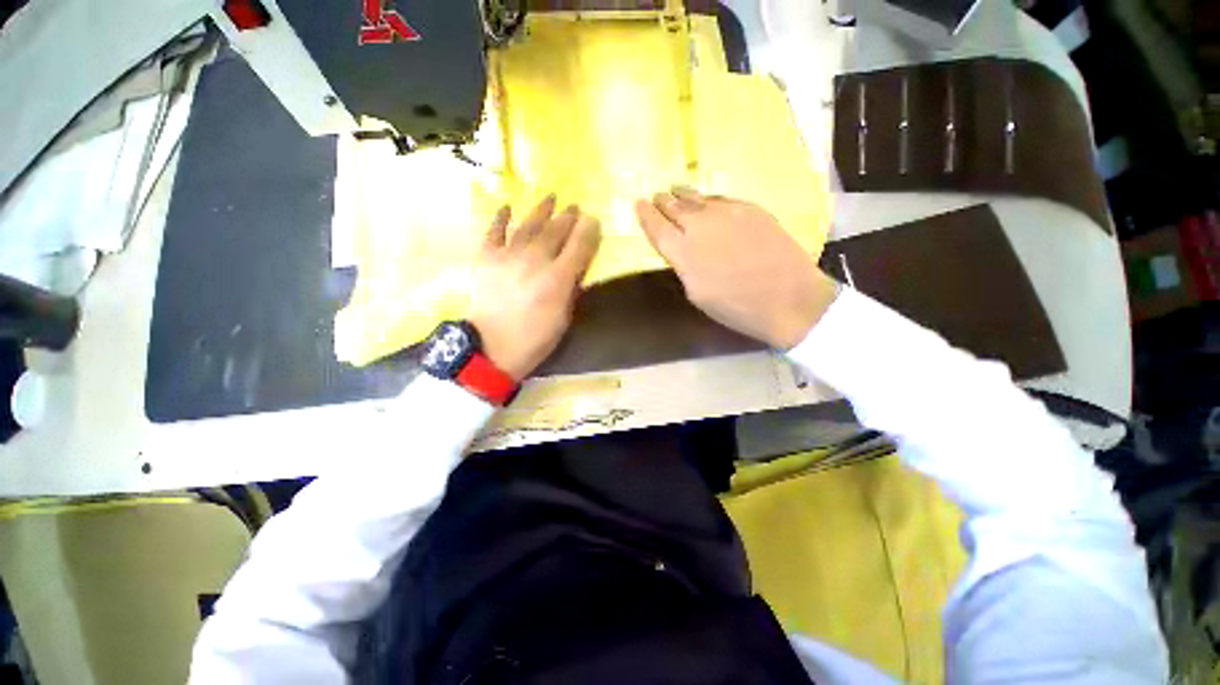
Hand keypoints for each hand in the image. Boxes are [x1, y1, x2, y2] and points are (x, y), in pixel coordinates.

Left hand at [469, 195, 601, 380]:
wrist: (492, 348)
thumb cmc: (535, 338)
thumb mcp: (564, 317)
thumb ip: (571, 288)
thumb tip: (576, 266)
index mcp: (558, 278)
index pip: (579, 245)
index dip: (588, 230)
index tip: (593, 219)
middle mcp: (535, 260)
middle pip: (556, 231)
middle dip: (568, 217)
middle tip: (574, 207)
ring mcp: (508, 255)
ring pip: (529, 225)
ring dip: (541, 210)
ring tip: (550, 198)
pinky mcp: (486, 257)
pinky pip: (494, 231)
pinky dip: (500, 218)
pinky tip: (507, 207)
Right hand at [635, 188, 838, 348]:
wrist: (789, 299)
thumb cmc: (737, 308)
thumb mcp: (698, 294)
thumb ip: (683, 266)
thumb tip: (680, 249)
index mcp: (684, 253)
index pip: (657, 228)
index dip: (646, 215)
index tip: (638, 204)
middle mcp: (701, 227)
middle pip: (675, 208)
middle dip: (663, 202)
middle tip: (656, 197)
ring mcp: (728, 213)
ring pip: (698, 199)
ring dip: (683, 195)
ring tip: (675, 190)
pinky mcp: (751, 209)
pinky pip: (721, 199)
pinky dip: (708, 200)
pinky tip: (706, 201)